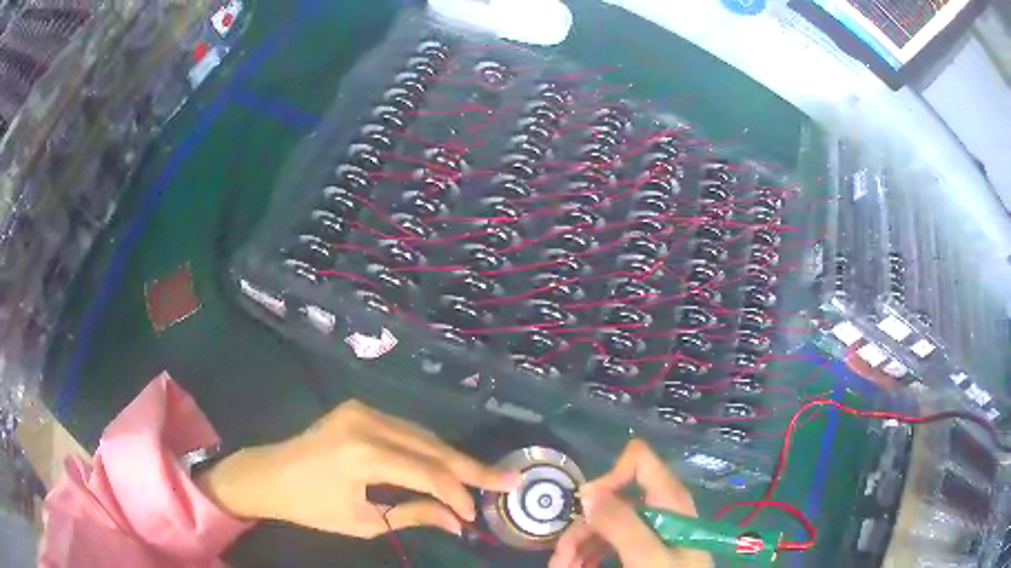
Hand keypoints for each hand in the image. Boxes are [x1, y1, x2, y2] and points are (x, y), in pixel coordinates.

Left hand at [197, 400, 519, 537]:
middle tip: (508, 479)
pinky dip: (429, 447)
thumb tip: (456, 521)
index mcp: (362, 455)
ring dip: (452, 457)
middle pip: (432, 446)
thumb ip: (413, 515)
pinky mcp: (358, 408)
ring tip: (481, 477)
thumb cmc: (311, 507)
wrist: (269, 474)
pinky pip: (405, 428)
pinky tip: (446, 463)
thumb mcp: (363, 522)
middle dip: (471, 468)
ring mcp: (362, 409)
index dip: (458, 494)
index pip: (427, 473)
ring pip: (423, 434)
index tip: (475, 515)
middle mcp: (366, 422)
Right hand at [549, 440, 713, 567]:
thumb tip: (588, 492)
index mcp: (670, 501)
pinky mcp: (643, 549)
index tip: (587, 508)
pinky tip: (577, 566)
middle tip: (561, 559)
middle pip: (612, 501)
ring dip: (577, 545)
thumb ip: (622, 523)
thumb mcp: (648, 555)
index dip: (609, 477)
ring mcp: (650, 531)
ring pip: (605, 525)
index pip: (639, 460)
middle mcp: (659, 510)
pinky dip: (587, 554)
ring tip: (561, 567)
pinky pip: (609, 543)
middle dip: (582, 527)